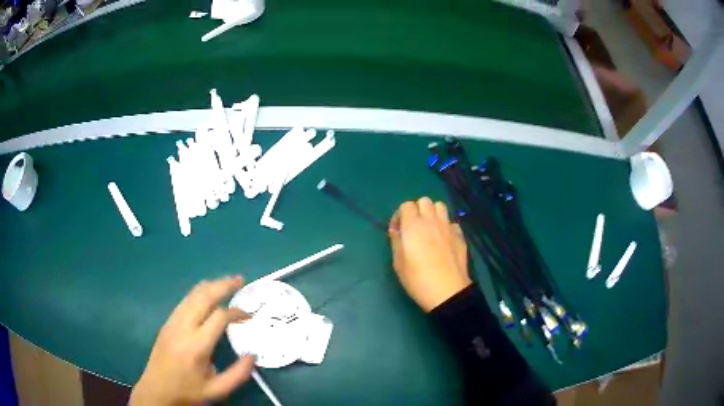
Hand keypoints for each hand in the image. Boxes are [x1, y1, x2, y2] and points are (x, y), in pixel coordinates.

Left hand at [130, 276, 253, 405]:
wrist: (157, 390)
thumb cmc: (188, 391)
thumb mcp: (217, 390)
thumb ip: (238, 374)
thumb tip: (252, 355)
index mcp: (197, 345)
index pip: (218, 317)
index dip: (236, 312)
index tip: (248, 315)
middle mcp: (183, 327)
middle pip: (203, 296)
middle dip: (223, 285)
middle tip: (240, 280)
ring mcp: (172, 322)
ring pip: (192, 294)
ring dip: (211, 285)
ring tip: (227, 282)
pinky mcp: (167, 322)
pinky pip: (184, 301)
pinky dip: (199, 292)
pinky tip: (207, 294)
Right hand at [389, 198, 471, 311]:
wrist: (447, 291)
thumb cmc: (417, 279)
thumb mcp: (398, 262)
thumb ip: (396, 241)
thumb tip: (397, 230)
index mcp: (413, 225)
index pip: (406, 205)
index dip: (400, 215)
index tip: (398, 230)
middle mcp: (431, 221)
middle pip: (424, 201)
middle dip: (417, 210)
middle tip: (414, 227)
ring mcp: (448, 227)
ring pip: (441, 206)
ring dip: (433, 214)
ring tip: (430, 229)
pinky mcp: (460, 236)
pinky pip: (452, 223)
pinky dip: (447, 227)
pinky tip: (444, 240)